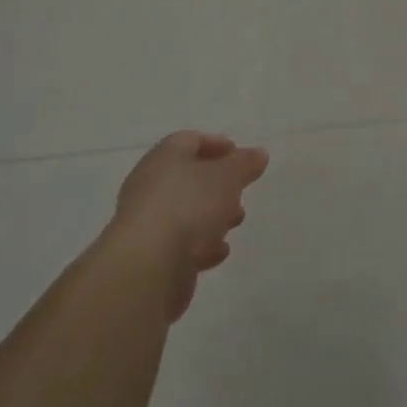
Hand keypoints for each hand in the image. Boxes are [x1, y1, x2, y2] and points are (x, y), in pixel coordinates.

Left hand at [110, 130, 269, 320]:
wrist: (148, 266)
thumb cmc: (189, 206)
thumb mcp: (227, 176)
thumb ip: (244, 163)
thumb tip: (258, 153)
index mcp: (165, 157)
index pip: (189, 140)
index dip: (216, 144)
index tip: (239, 155)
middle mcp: (151, 185)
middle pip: (189, 177)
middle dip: (219, 184)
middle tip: (241, 191)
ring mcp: (149, 221)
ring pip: (186, 211)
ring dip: (213, 215)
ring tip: (235, 223)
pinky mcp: (151, 254)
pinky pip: (181, 242)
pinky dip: (201, 244)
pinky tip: (217, 253)